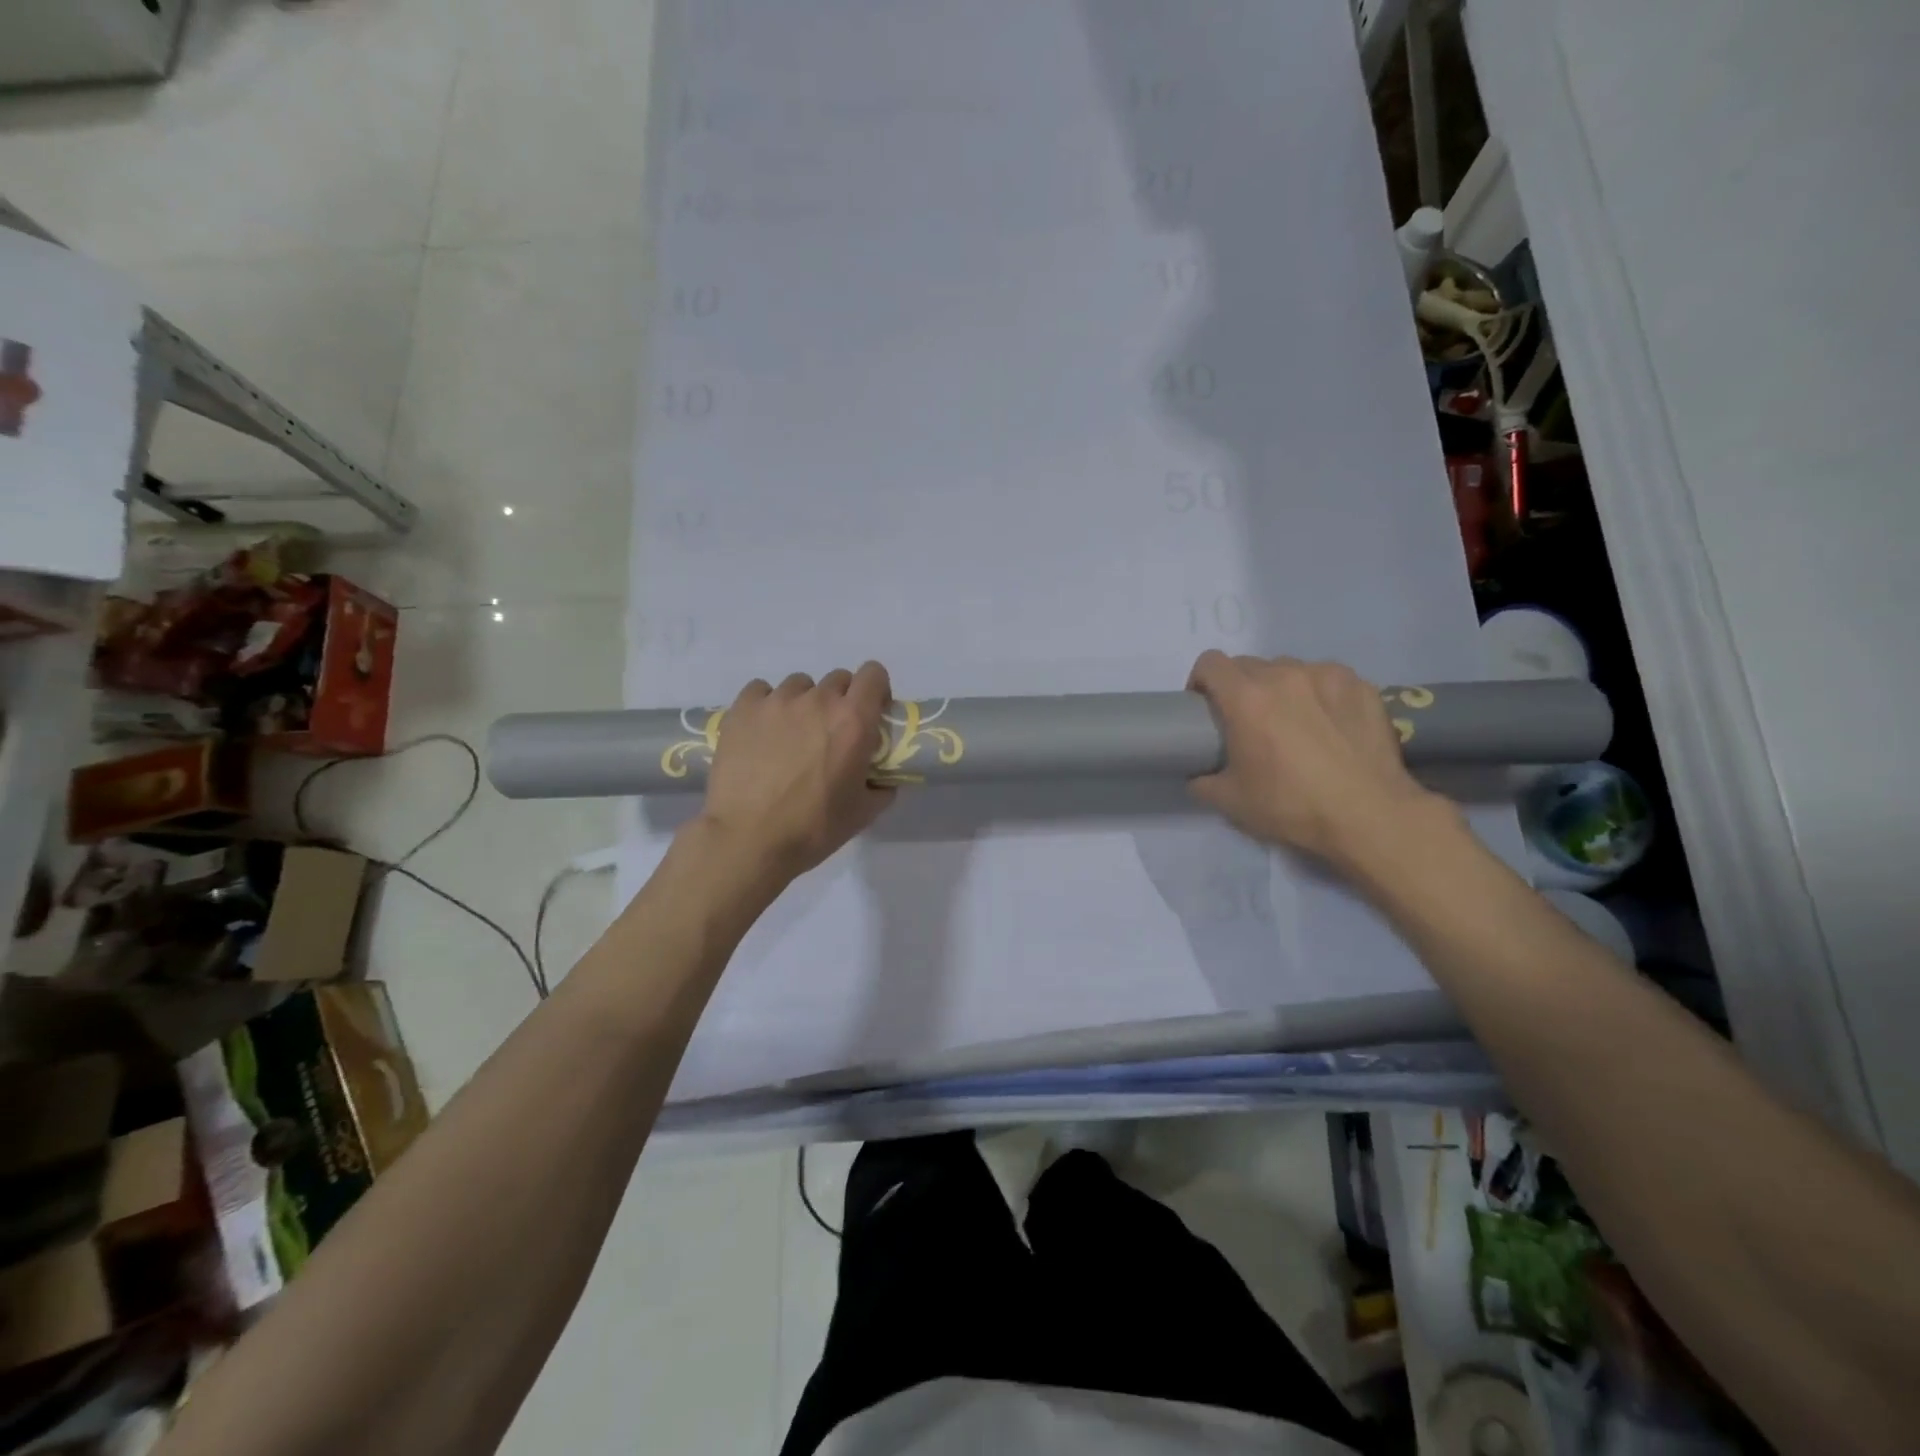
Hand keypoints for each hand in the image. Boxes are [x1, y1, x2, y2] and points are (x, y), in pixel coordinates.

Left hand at [696, 663, 896, 881]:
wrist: (748, 840)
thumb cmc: (813, 828)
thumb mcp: (863, 813)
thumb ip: (881, 788)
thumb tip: (883, 780)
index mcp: (853, 721)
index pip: (873, 674)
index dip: (875, 689)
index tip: (870, 711)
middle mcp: (817, 700)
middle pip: (837, 679)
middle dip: (840, 701)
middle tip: (830, 733)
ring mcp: (776, 701)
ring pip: (799, 685)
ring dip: (803, 703)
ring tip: (791, 735)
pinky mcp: (742, 709)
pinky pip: (760, 691)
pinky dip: (766, 705)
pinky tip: (762, 731)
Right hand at [1185, 652, 1443, 869]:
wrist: (1369, 815)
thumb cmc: (1291, 805)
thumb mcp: (1230, 802)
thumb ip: (1202, 781)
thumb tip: (1198, 775)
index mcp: (1246, 698)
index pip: (1210, 663)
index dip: (1200, 681)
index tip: (1205, 706)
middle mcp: (1284, 675)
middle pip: (1248, 664)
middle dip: (1239, 687)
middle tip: (1248, 721)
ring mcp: (1327, 675)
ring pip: (1289, 668)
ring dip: (1280, 687)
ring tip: (1293, 720)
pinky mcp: (1361, 685)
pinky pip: (1327, 678)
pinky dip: (1319, 693)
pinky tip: (1329, 723)